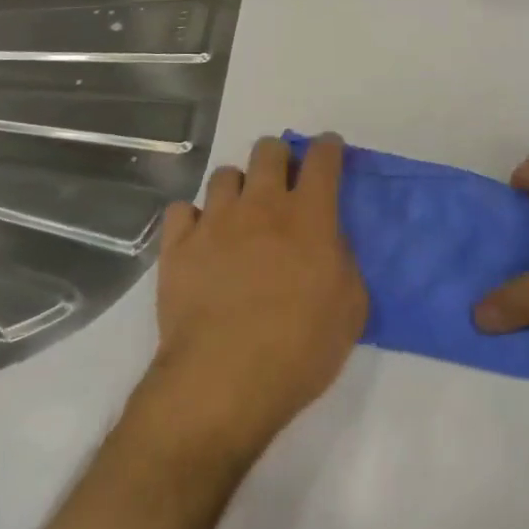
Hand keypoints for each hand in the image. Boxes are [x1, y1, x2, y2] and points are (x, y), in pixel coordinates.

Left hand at [149, 135, 367, 457]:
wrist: (223, 382)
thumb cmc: (299, 348)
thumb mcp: (351, 309)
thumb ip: (345, 263)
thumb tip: (331, 243)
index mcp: (309, 216)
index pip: (322, 158)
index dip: (328, 146)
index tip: (329, 149)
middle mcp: (261, 205)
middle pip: (268, 150)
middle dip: (279, 157)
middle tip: (283, 183)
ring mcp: (215, 222)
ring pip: (225, 174)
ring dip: (237, 187)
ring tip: (239, 214)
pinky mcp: (178, 246)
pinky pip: (182, 210)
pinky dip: (193, 219)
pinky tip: (200, 239)